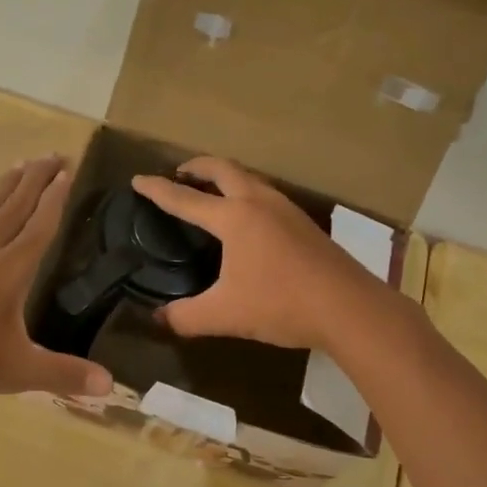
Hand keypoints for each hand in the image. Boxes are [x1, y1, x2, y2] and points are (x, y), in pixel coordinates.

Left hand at [0, 156, 111, 400]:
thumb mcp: (13, 372)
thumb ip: (62, 375)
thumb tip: (111, 385)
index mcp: (10, 270)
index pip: (40, 226)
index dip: (56, 199)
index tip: (67, 172)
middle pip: (16, 206)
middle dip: (37, 179)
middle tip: (53, 154)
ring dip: (6, 184)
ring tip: (22, 162)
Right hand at [130, 157, 383, 350]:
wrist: (348, 307)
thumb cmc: (281, 304)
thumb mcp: (225, 315)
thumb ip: (186, 317)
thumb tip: (158, 319)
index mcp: (234, 217)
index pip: (185, 199)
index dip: (157, 190)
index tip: (138, 180)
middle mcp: (259, 202)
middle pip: (222, 169)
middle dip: (196, 167)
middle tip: (179, 174)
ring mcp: (286, 209)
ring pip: (249, 178)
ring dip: (225, 177)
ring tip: (210, 192)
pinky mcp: (304, 223)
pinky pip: (265, 194)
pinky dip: (245, 192)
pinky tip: (248, 218)